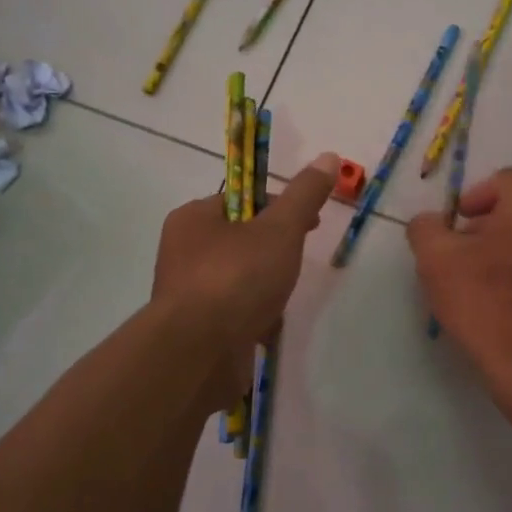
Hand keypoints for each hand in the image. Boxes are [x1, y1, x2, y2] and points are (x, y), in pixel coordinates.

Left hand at [152, 151, 339, 409]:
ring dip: (267, 290)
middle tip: (295, 265)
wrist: (199, 354)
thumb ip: (304, 195)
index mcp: (193, 219)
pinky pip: (234, 313)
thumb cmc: (237, 279)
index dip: (280, 207)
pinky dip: (254, 318)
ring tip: (279, 301)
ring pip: (241, 280)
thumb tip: (329, 156)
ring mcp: (187, 294)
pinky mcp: (196, 330)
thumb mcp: (280, 229)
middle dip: (275, 254)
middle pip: (243, 241)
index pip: (242, 200)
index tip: (310, 224)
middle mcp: (183, 252)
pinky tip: (266, 329)